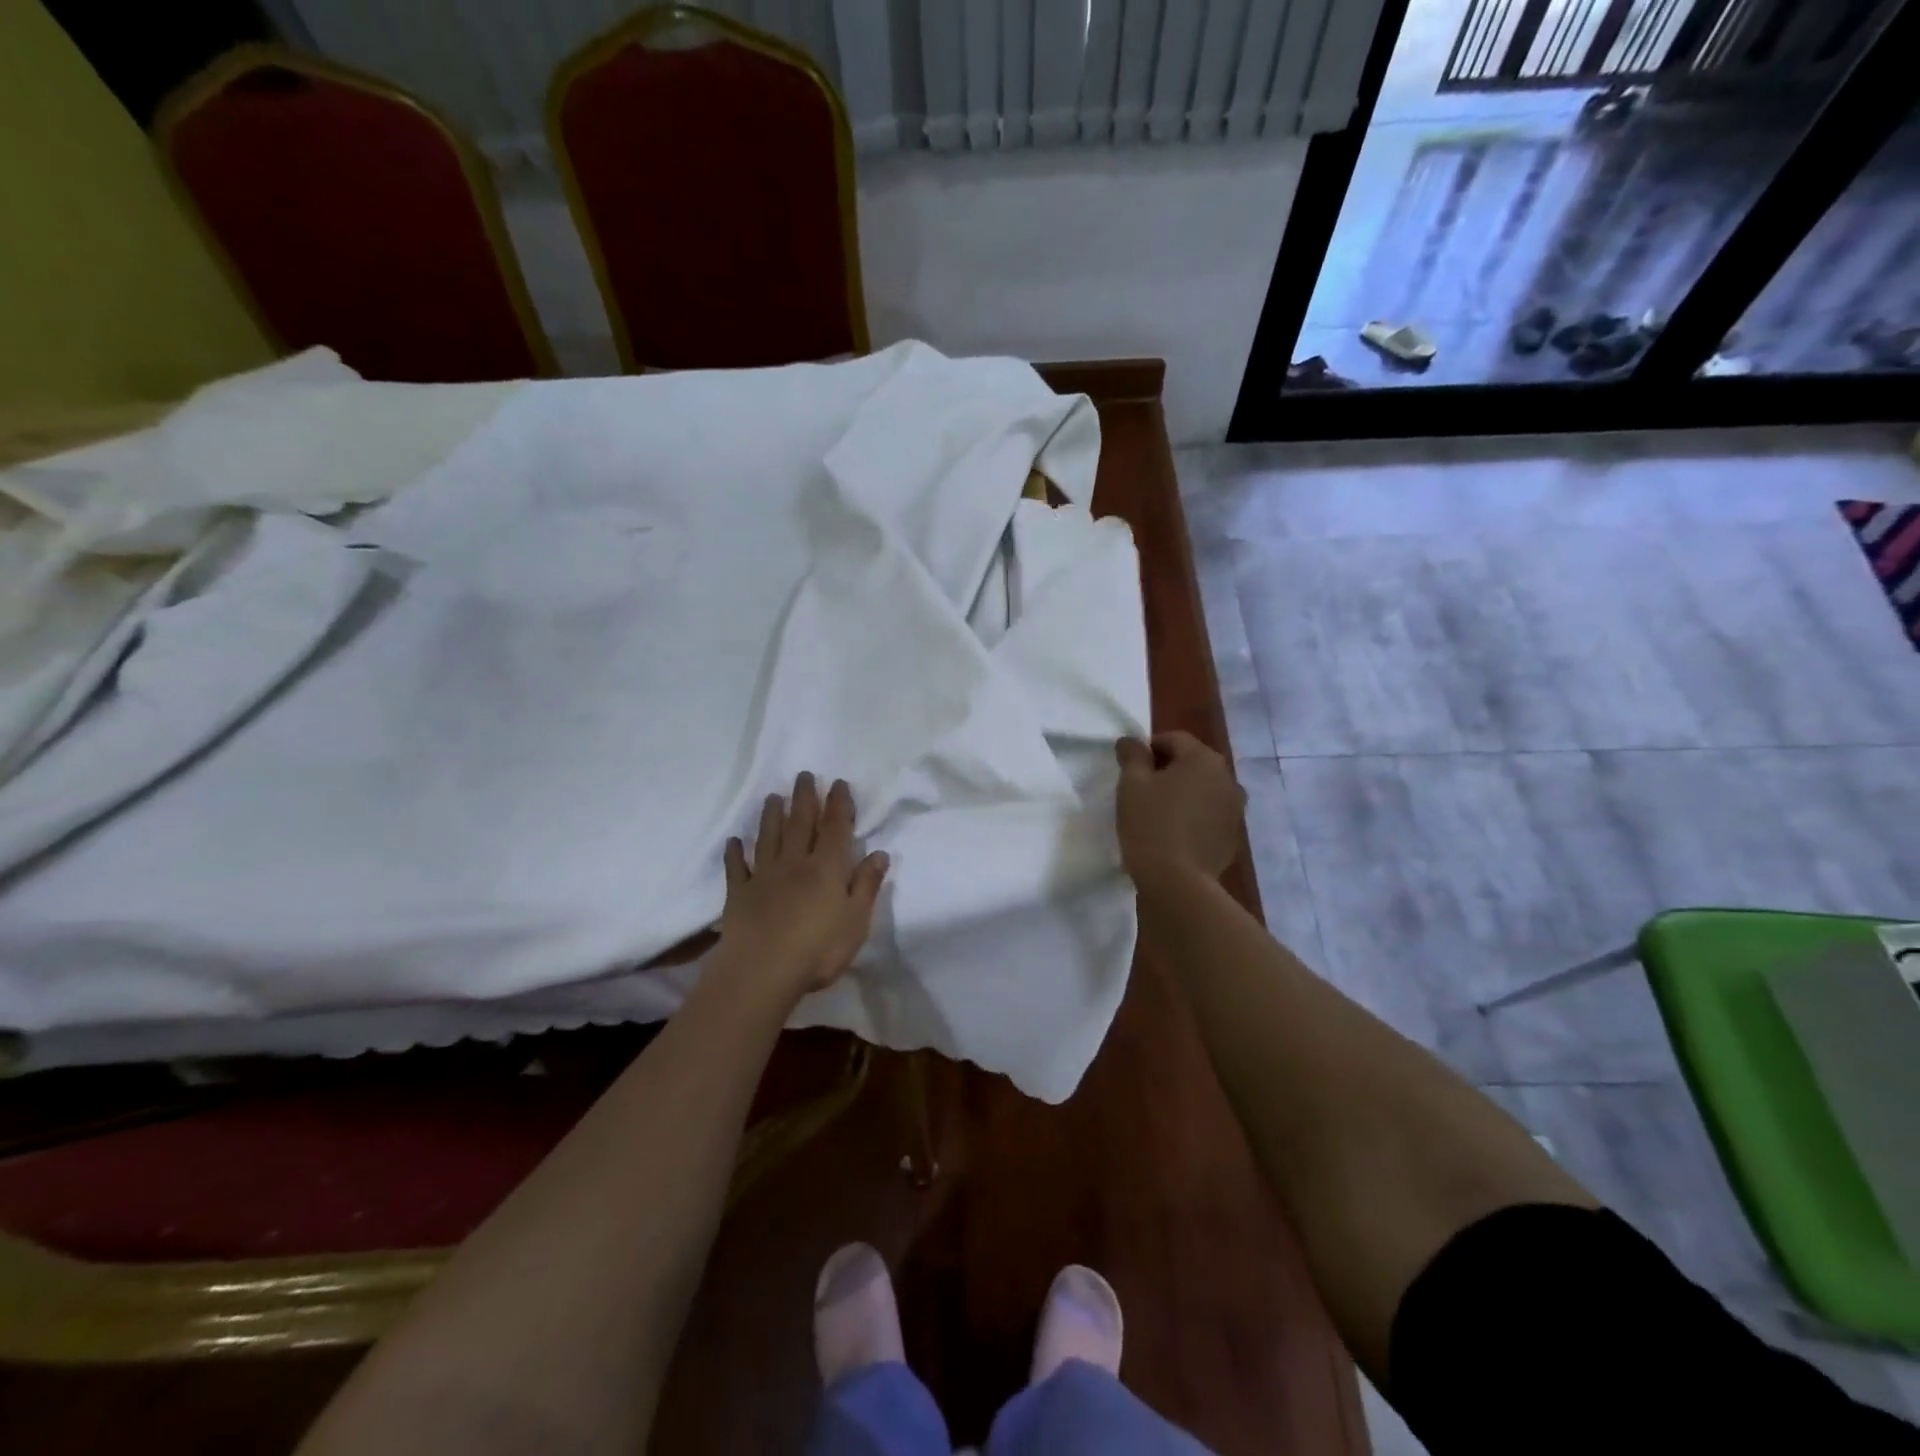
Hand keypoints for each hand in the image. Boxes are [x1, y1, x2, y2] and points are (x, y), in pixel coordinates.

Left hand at [717, 773, 888, 1003]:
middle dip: (804, 798)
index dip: (838, 804)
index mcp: (827, 868)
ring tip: (773, 797)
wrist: (761, 972)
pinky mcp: (739, 894)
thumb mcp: (856, 921)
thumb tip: (879, 853)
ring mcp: (764, 877)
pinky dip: (735, 853)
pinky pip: (736, 868)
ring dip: (772, 816)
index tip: (837, 783)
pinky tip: (734, 842)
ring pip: (769, 838)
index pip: (835, 828)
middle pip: (801, 824)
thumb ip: (866, 886)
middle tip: (803, 775)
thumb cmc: (818, 949)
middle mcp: (795, 863)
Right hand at [1115, 732, 1245, 883]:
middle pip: (1192, 763)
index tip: (1129, 769)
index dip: (1148, 749)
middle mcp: (1227, 778)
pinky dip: (1194, 817)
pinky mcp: (1233, 837)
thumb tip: (1132, 741)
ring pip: (1203, 790)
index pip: (1173, 739)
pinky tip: (1174, 835)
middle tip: (1140, 792)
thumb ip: (1132, 756)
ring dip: (1183, 794)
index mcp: (1204, 759)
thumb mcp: (1131, 785)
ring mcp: (1235, 809)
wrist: (1178, 883)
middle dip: (1167, 771)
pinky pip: (1210, 816)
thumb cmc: (1151, 825)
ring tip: (1157, 815)